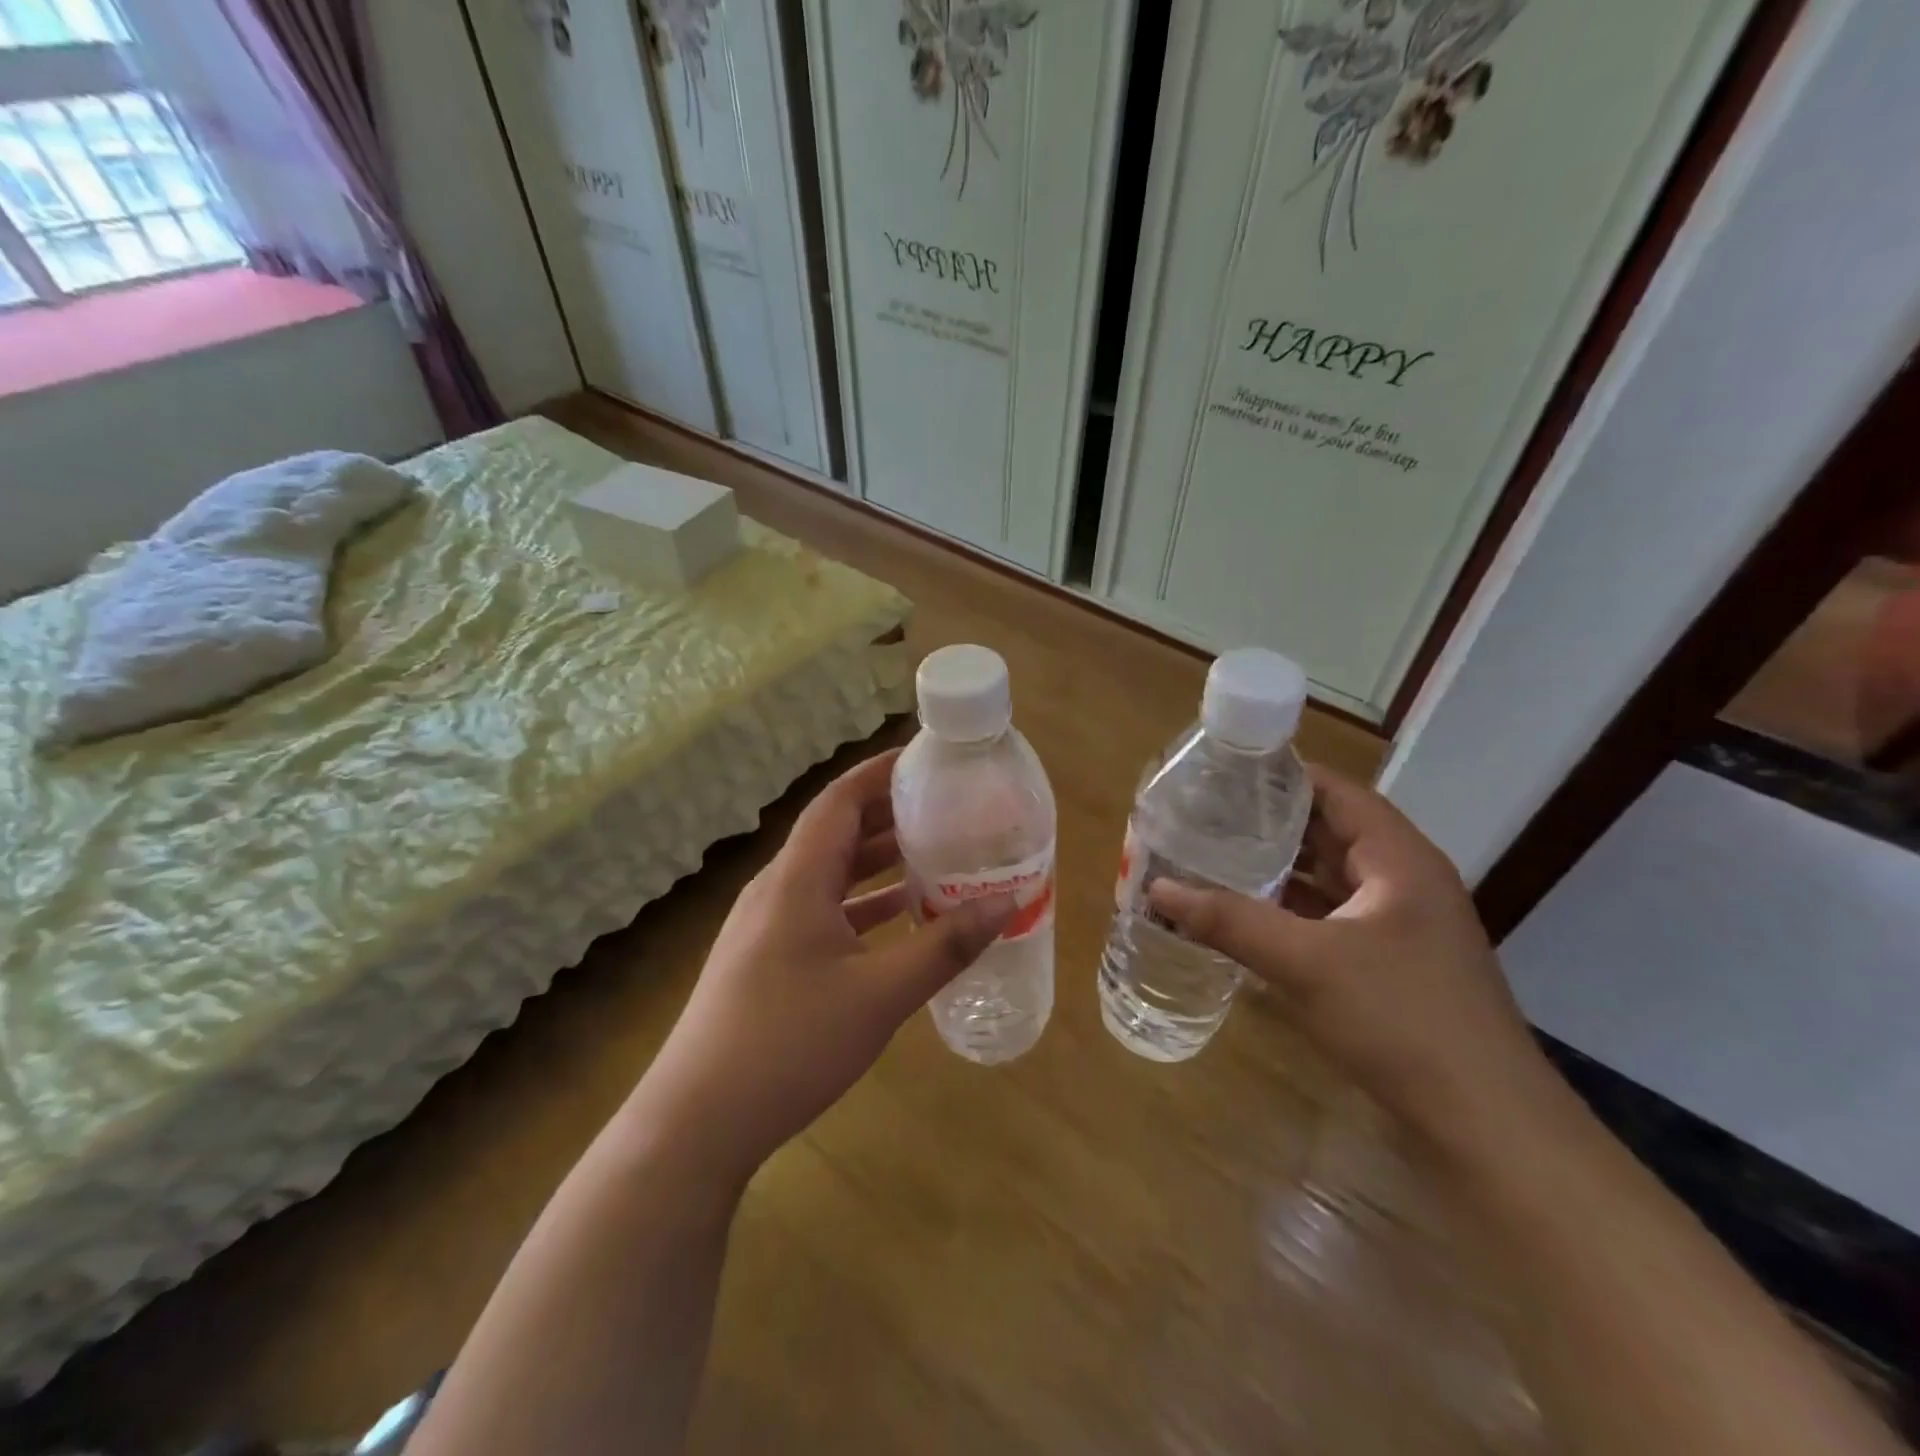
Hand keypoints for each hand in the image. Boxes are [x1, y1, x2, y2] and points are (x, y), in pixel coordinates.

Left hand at [632, 749, 1013, 1187]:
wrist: (697, 1121)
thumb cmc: (790, 1043)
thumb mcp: (881, 995)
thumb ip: (946, 946)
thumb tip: (1006, 902)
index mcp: (797, 877)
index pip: (841, 799)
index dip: (882, 771)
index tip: (929, 761)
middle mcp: (778, 888)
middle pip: (837, 831)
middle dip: (890, 813)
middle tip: (946, 806)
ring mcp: (767, 924)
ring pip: (830, 872)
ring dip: (878, 860)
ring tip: (934, 852)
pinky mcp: (767, 956)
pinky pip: (822, 908)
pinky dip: (862, 902)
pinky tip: (899, 916)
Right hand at [1148, 766, 1553, 1153]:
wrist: (1486, 1126)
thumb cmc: (1401, 1020)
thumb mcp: (1306, 963)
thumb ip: (1230, 920)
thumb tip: (1157, 888)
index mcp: (1398, 859)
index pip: (1335, 792)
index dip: (1281, 776)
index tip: (1221, 773)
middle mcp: (1402, 881)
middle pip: (1328, 832)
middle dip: (1267, 824)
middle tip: (1202, 815)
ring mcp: (1397, 926)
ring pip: (1326, 878)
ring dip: (1275, 869)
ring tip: (1211, 856)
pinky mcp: (1388, 965)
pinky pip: (1328, 919)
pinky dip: (1287, 911)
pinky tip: (1243, 916)